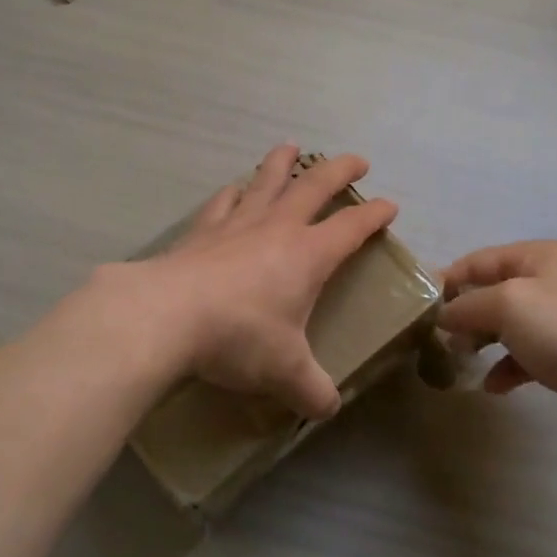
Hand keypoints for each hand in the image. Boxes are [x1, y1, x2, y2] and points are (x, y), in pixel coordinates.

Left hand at [118, 145, 399, 419]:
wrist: (166, 315)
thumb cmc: (238, 336)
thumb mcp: (284, 371)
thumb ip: (311, 390)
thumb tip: (327, 409)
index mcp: (308, 254)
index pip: (352, 227)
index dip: (374, 215)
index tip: (389, 206)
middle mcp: (277, 229)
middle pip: (315, 186)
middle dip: (339, 171)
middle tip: (356, 160)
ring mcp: (237, 224)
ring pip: (266, 181)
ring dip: (282, 163)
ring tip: (290, 148)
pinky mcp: (202, 232)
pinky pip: (223, 202)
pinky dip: (233, 192)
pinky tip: (233, 189)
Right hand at [439, 240, 556, 435]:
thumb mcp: (505, 304)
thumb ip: (466, 305)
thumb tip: (441, 316)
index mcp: (536, 256)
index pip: (478, 260)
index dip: (448, 279)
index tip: (420, 304)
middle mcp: (547, 280)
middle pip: (490, 291)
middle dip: (463, 314)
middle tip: (436, 336)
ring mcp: (556, 317)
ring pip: (504, 324)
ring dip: (479, 341)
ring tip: (458, 359)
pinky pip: (521, 354)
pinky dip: (504, 367)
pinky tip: (491, 385)